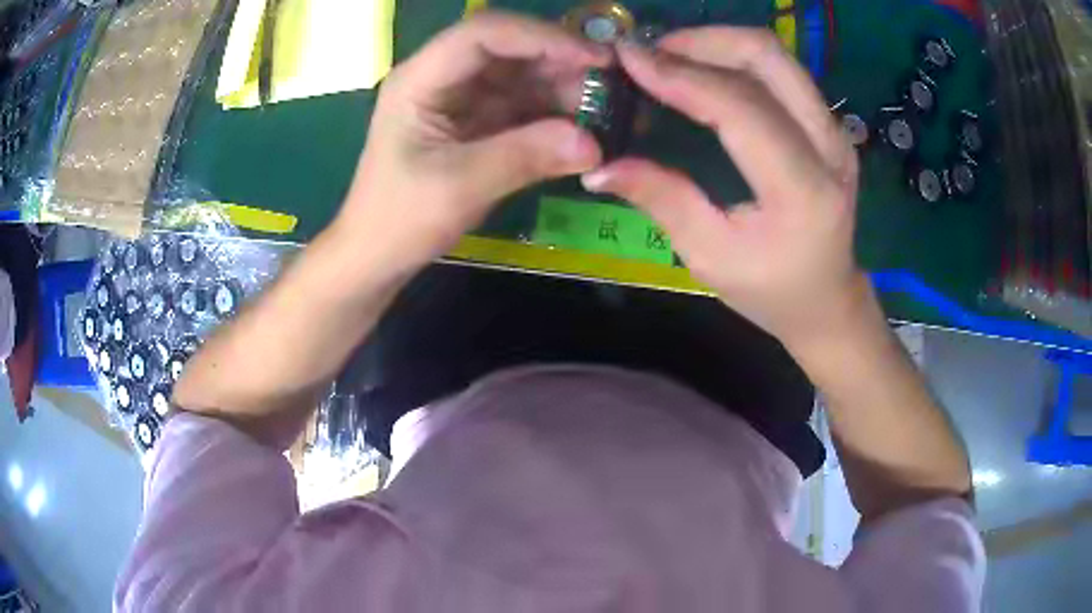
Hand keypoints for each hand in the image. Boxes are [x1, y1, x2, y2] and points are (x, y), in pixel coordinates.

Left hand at [331, 12, 607, 276]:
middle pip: (508, 49)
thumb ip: (524, 157)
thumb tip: (594, 143)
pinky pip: (524, 106)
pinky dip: (556, 114)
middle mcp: (442, 78)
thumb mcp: (458, 187)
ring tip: (610, 106)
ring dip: (564, 87)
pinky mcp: (477, 123)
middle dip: (561, 60)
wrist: (377, 255)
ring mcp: (461, 99)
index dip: (540, 36)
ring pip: (522, 76)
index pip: (483, 33)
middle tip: (615, 82)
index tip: (594, 57)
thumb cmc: (400, 219)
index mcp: (421, 79)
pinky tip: (588, 125)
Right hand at [582, 27, 867, 347]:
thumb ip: (662, 200)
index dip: (681, 75)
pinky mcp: (828, 124)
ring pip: (774, 55)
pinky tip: (702, 71)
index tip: (627, 58)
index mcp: (802, 190)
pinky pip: (779, 70)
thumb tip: (598, 165)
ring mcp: (834, 130)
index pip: (740, 108)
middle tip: (649, 56)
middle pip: (766, 57)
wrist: (827, 299)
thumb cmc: (771, 291)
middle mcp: (829, 147)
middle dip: (700, 41)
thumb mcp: (710, 257)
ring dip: (716, 43)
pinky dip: (734, 58)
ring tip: (669, 57)